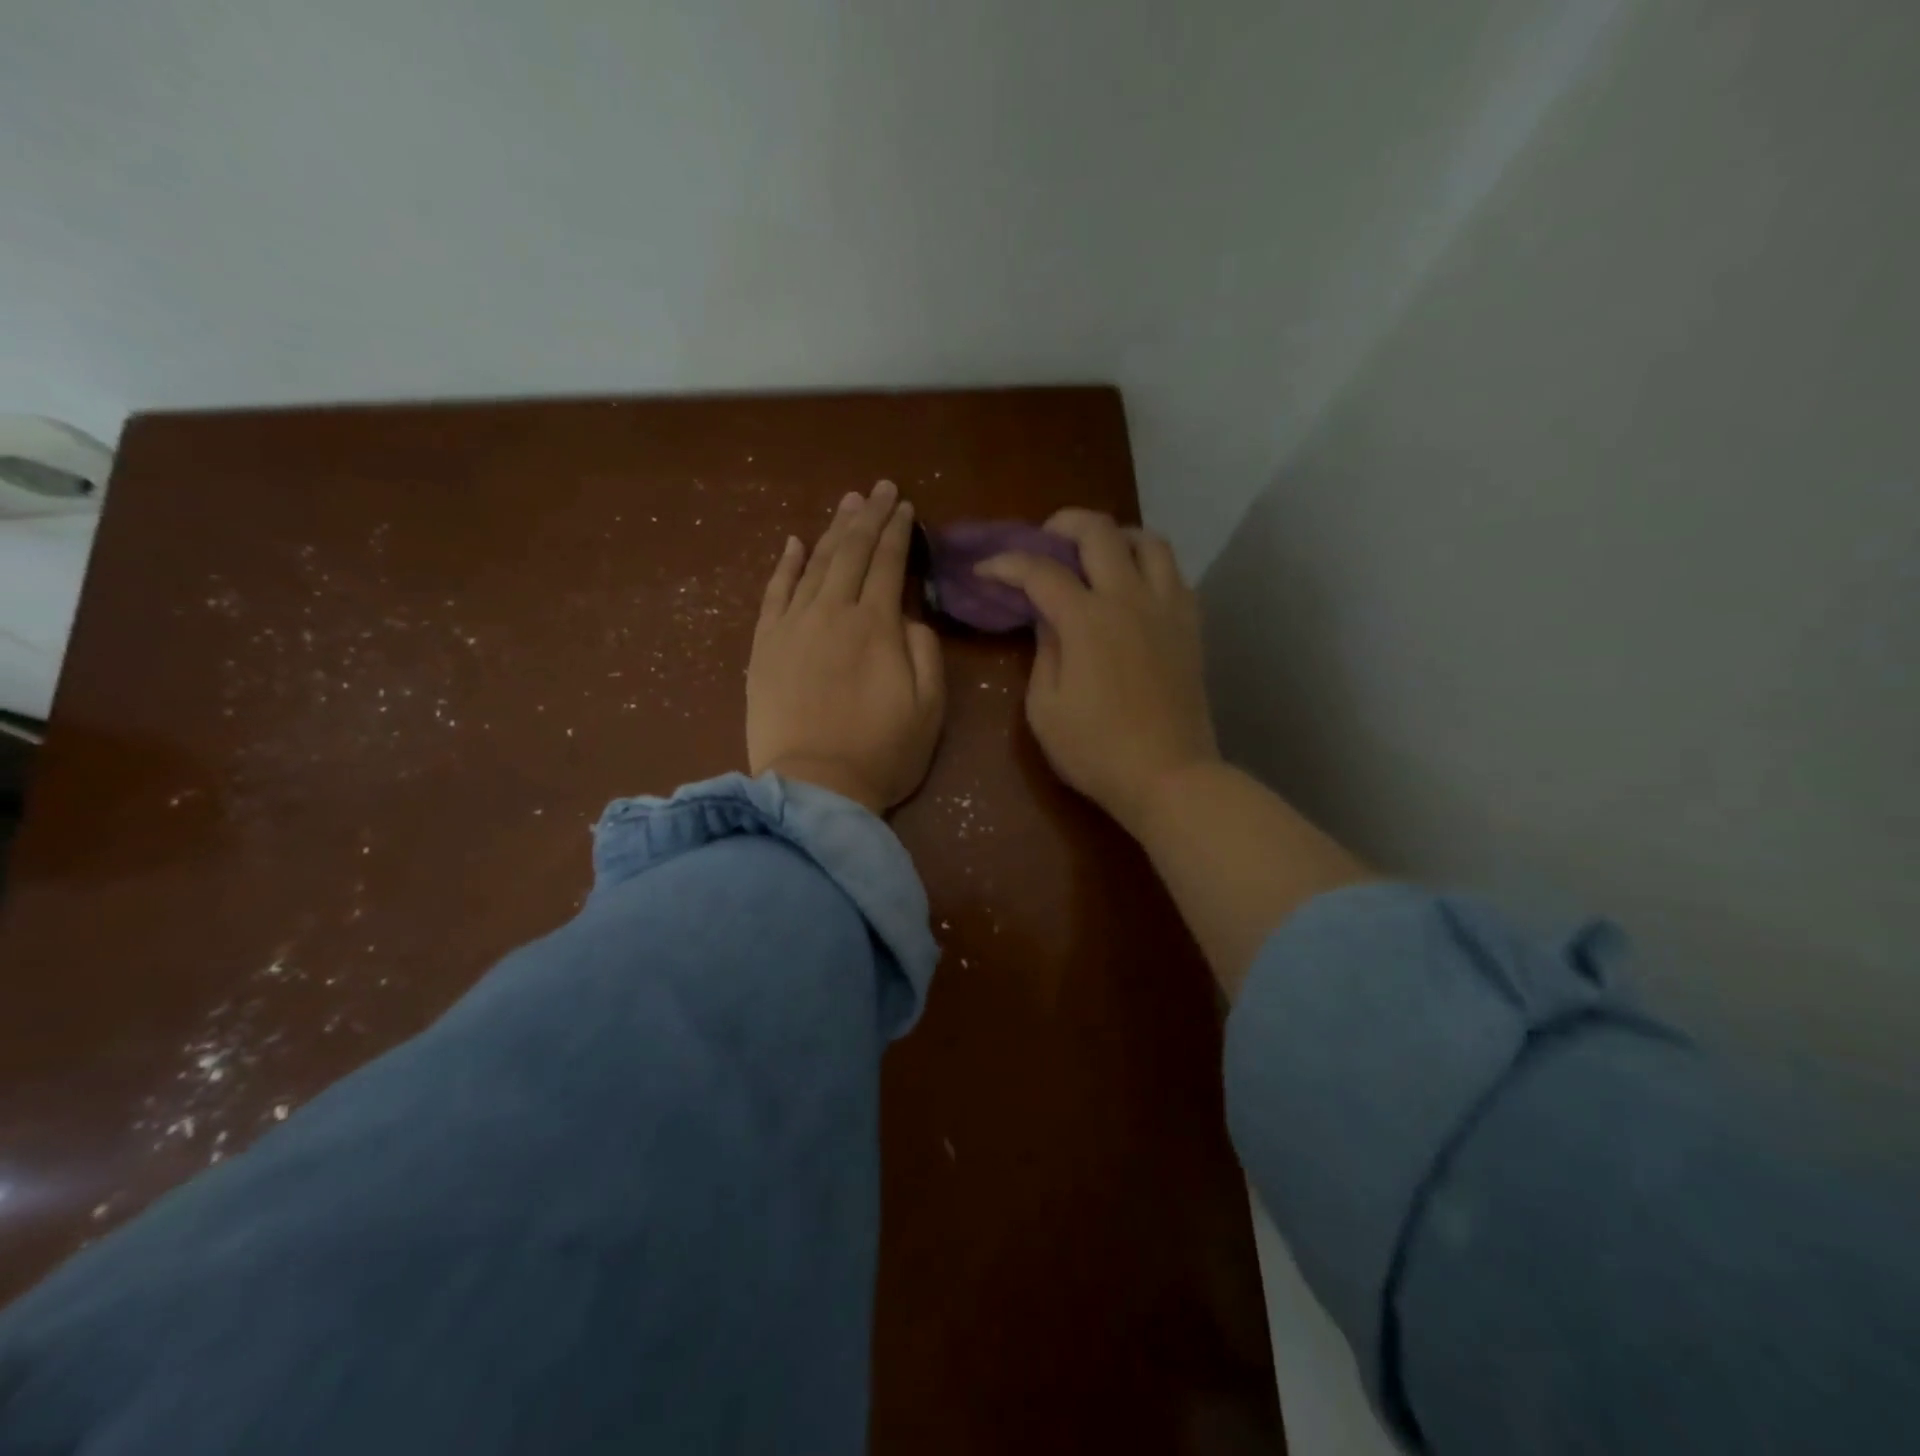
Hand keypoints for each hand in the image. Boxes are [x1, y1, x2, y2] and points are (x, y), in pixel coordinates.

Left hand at [747, 481, 944, 813]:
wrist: (814, 788)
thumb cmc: (882, 753)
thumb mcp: (929, 707)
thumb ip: (925, 652)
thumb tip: (908, 617)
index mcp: (876, 625)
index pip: (889, 563)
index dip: (898, 531)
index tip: (906, 505)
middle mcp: (832, 613)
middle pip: (852, 553)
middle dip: (869, 517)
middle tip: (880, 488)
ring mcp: (792, 627)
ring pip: (815, 564)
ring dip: (833, 530)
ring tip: (848, 503)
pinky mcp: (764, 646)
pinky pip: (774, 594)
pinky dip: (786, 565)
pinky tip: (795, 543)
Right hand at [977, 509, 1217, 831]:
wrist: (1169, 777)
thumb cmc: (1096, 751)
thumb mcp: (1045, 709)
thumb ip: (1043, 652)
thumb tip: (1048, 619)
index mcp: (1087, 620)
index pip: (1040, 570)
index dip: (1006, 563)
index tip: (985, 570)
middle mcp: (1130, 598)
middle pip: (1099, 531)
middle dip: (1063, 524)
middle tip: (1044, 541)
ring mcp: (1167, 608)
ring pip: (1149, 540)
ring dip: (1115, 536)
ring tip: (1095, 556)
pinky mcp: (1190, 626)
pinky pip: (1174, 573)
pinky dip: (1148, 566)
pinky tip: (1132, 588)